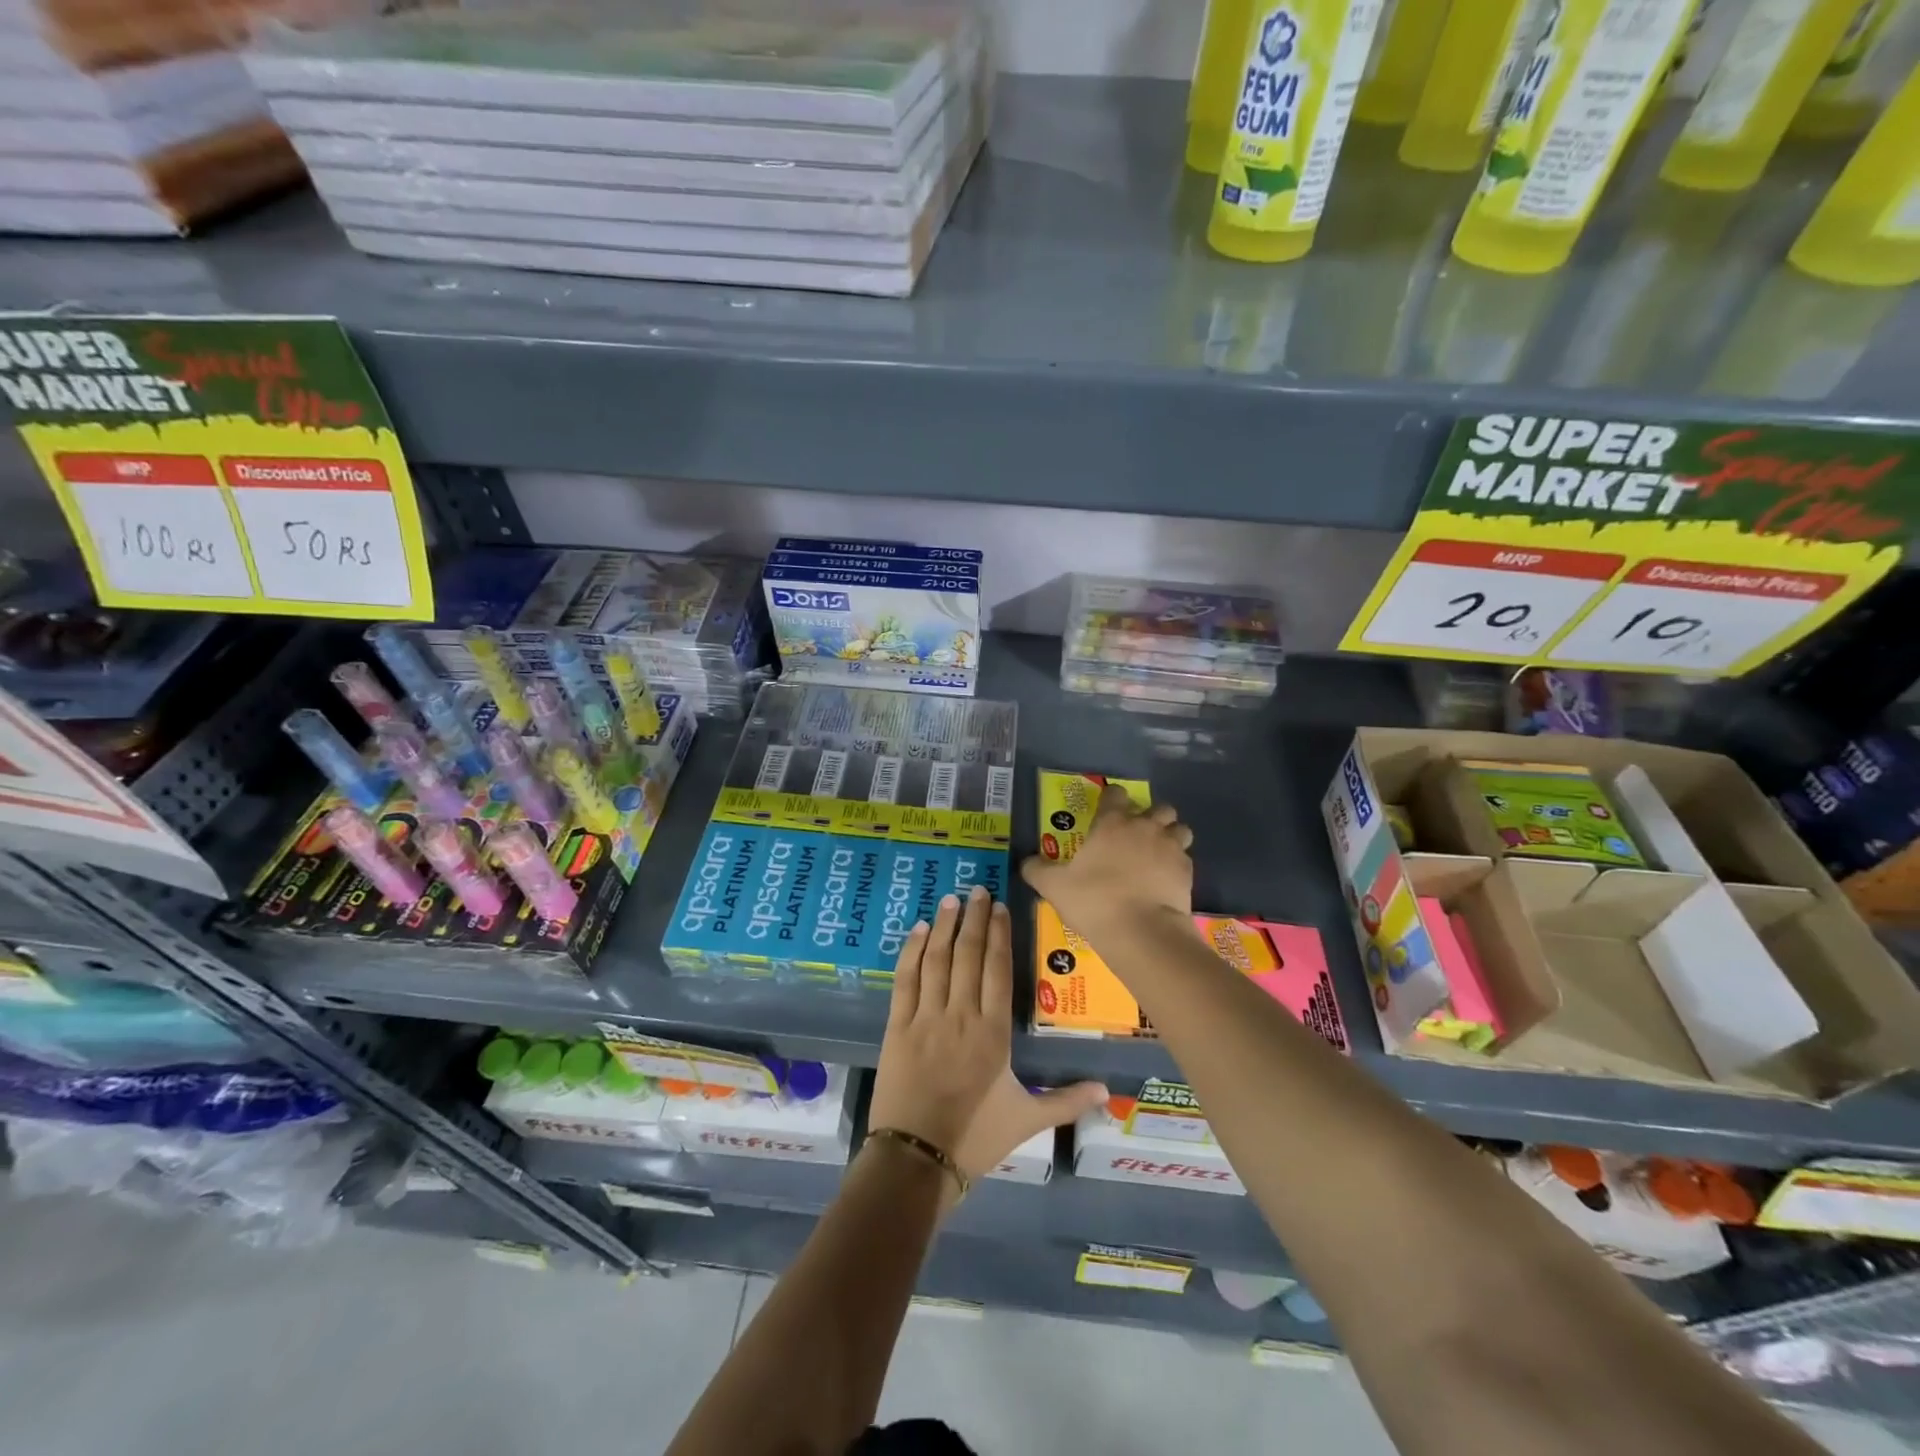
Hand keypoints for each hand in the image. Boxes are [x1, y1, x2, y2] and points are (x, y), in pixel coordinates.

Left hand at [868, 885, 1105, 1184]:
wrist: (917, 1160)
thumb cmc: (976, 1137)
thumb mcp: (1027, 1120)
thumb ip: (1067, 1101)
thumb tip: (1110, 1092)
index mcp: (994, 1032)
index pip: (998, 970)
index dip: (999, 935)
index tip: (999, 907)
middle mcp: (962, 1015)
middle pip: (969, 955)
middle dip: (973, 919)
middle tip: (977, 889)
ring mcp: (927, 1018)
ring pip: (937, 959)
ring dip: (943, 926)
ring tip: (949, 899)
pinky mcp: (898, 1026)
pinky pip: (905, 979)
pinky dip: (911, 951)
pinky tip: (916, 931)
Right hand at [1020, 784, 1194, 937]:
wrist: (1141, 931)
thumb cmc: (1094, 901)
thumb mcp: (1054, 886)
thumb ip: (1037, 870)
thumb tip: (1025, 862)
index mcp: (1112, 823)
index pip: (1115, 794)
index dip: (1112, 798)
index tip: (1107, 809)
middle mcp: (1144, 827)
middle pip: (1159, 807)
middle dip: (1151, 816)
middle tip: (1138, 835)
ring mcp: (1170, 847)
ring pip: (1180, 828)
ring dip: (1171, 836)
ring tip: (1159, 854)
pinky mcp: (1187, 871)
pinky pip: (1186, 858)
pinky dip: (1178, 864)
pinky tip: (1166, 880)